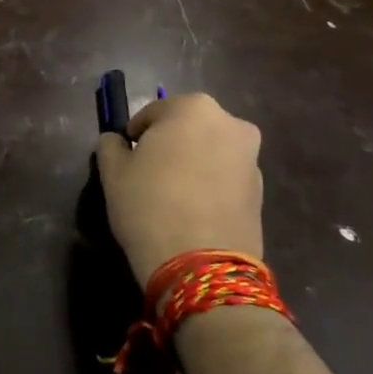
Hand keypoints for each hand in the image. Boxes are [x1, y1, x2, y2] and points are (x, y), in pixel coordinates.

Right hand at [96, 93, 264, 287]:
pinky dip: (209, 186)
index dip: (136, 133)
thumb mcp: (113, 172)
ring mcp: (251, 159)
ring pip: (210, 152)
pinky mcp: (261, 192)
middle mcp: (230, 124)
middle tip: (148, 173)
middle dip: (170, 144)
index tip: (127, 156)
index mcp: (193, 108)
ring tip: (171, 195)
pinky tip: (191, 211)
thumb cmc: (149, 204)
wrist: (200, 264)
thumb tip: (116, 141)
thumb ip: (111, 146)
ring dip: (192, 164)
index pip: (154, 112)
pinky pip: (226, 178)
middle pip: (188, 128)